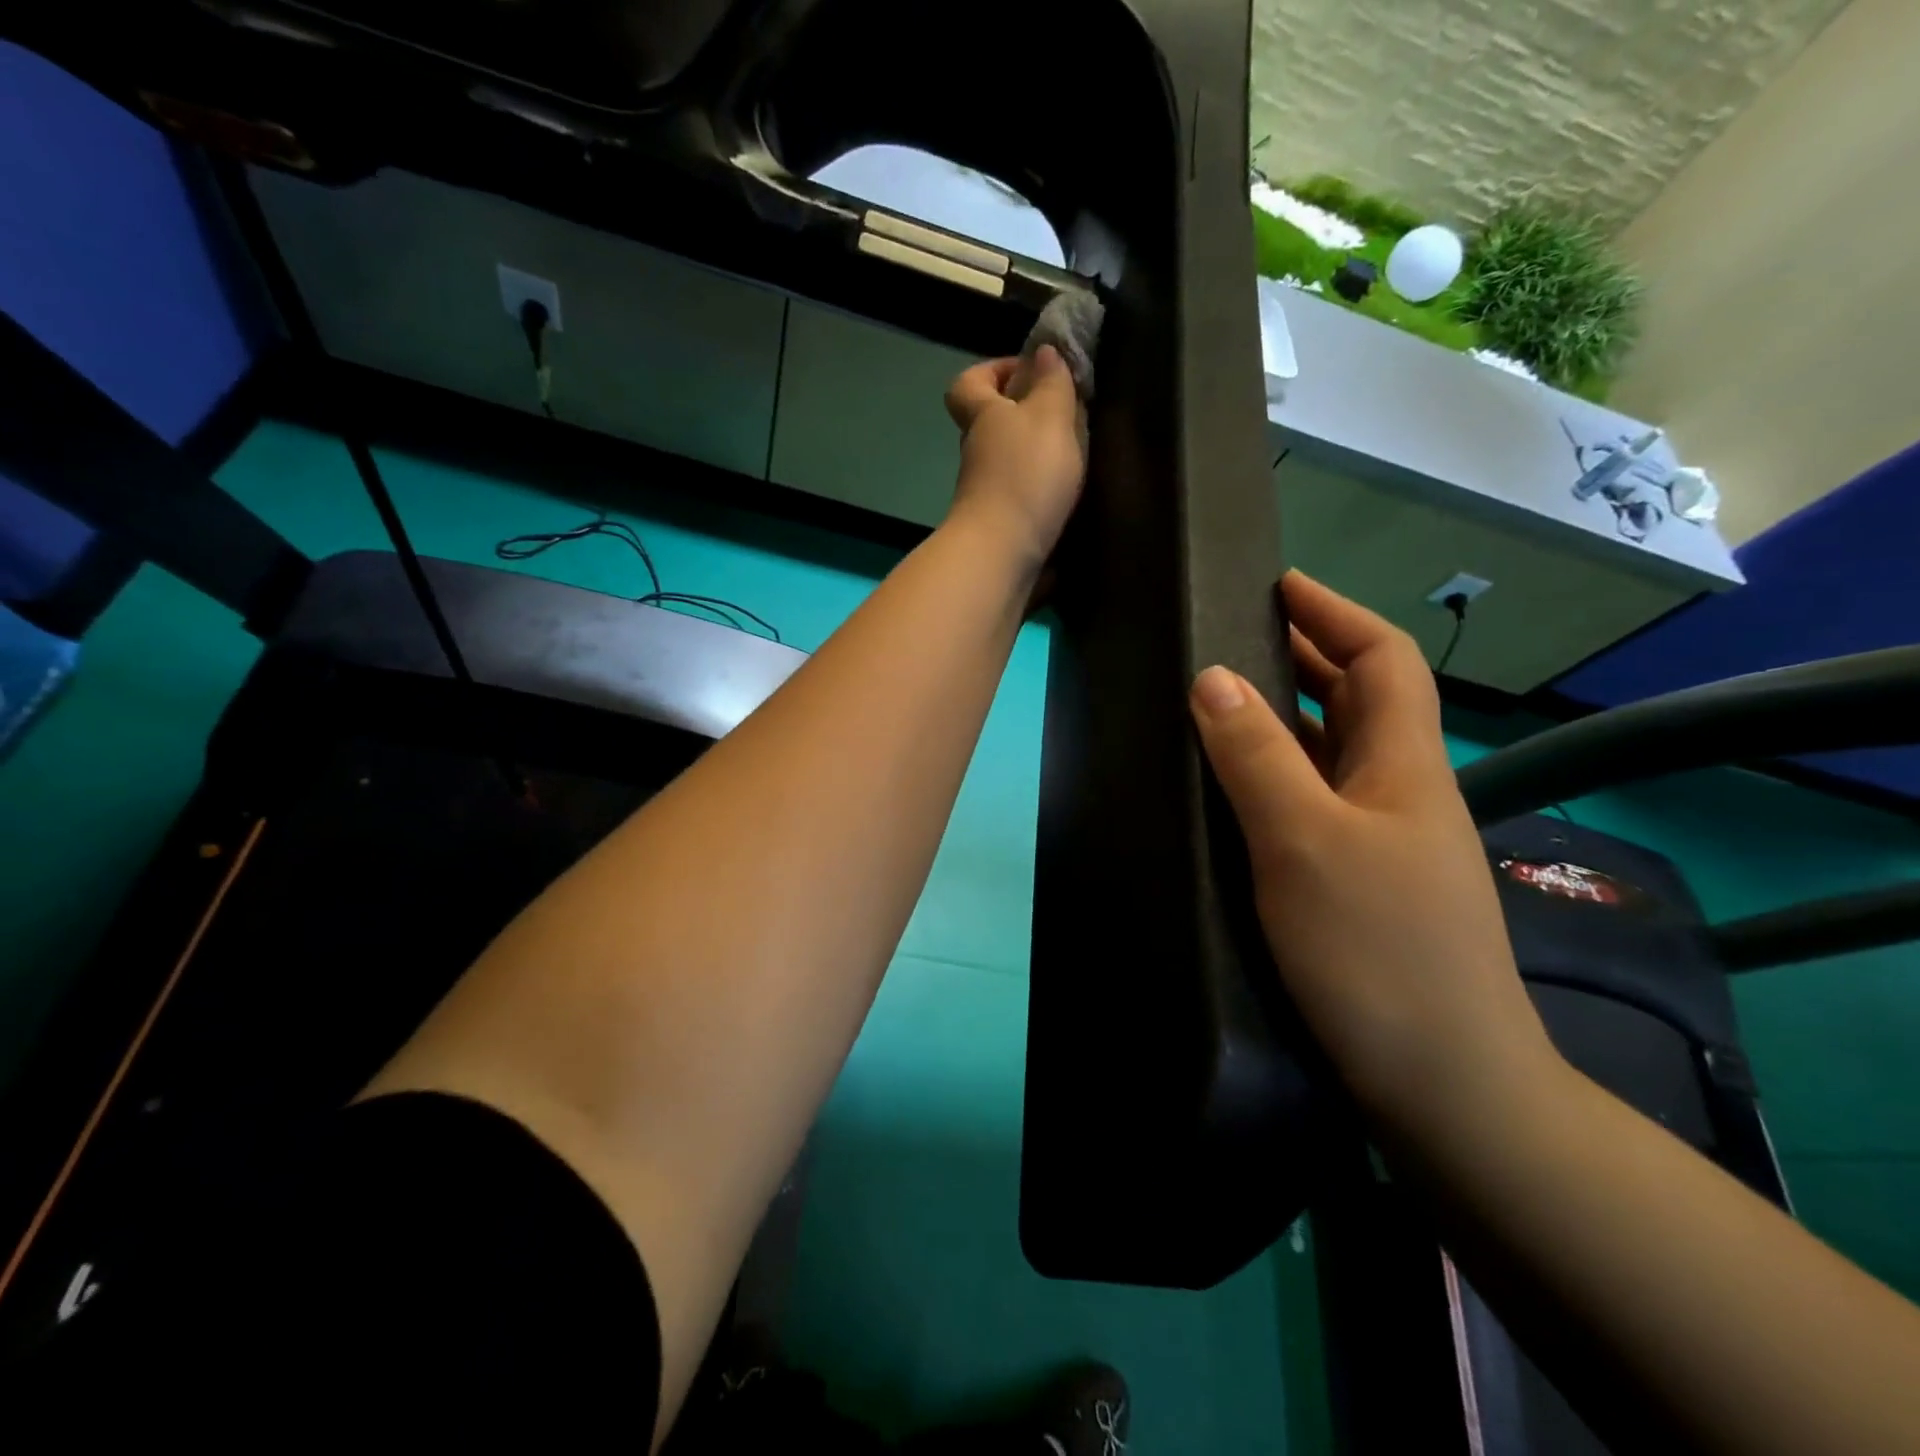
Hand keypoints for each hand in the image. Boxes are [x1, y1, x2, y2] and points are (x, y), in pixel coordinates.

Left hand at [943, 346, 1086, 567]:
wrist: (1002, 554)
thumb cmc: (1025, 476)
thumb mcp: (1048, 416)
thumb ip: (1051, 383)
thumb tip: (1042, 352)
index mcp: (982, 416)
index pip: (969, 383)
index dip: (993, 370)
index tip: (1031, 371)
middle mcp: (977, 453)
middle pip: (992, 424)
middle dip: (1027, 416)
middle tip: (1070, 416)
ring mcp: (986, 492)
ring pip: (1009, 462)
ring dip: (1039, 457)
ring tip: (1080, 456)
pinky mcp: (1001, 525)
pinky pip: (1022, 496)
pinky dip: (1042, 491)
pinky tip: (1071, 494)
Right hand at [1187, 571, 1558, 1134]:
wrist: (1441, 1083)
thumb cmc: (1376, 949)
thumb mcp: (1304, 841)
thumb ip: (1257, 756)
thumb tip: (1211, 678)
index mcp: (1402, 765)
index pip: (1382, 659)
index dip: (1335, 612)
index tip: (1279, 584)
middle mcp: (1399, 792)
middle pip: (1358, 701)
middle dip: (1304, 657)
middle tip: (1231, 638)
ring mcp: (1381, 842)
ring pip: (1332, 754)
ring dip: (1284, 718)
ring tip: (1217, 701)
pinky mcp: (1357, 884)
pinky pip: (1314, 804)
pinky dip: (1276, 777)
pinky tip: (1231, 790)